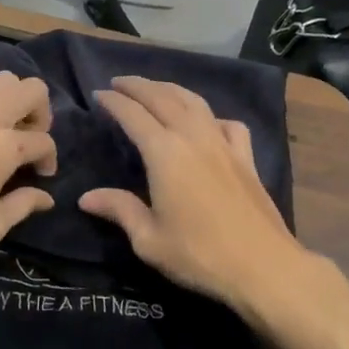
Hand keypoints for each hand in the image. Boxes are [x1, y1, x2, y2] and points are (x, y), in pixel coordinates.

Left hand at [0, 71, 57, 275]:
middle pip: (32, 89)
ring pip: (0, 80)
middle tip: (28, 139)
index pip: (43, 141)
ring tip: (1, 126)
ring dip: (9, 99)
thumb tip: (46, 196)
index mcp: (6, 146)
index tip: (41, 175)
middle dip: (40, 112)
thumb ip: (23, 206)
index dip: (49, 159)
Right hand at [80, 76, 313, 312]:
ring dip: (171, 90)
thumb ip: (119, 210)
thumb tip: (86, 198)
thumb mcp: (148, 239)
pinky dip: (210, 115)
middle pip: (162, 98)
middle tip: (119, 82)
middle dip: (138, 86)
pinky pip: (226, 123)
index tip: (98, 94)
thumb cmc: (198, 254)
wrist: (263, 266)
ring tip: (155, 89)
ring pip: (194, 102)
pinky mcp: (246, 157)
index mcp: (164, 153)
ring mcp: (223, 144)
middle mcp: (193, 137)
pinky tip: (207, 123)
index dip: (114, 101)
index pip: (133, 114)